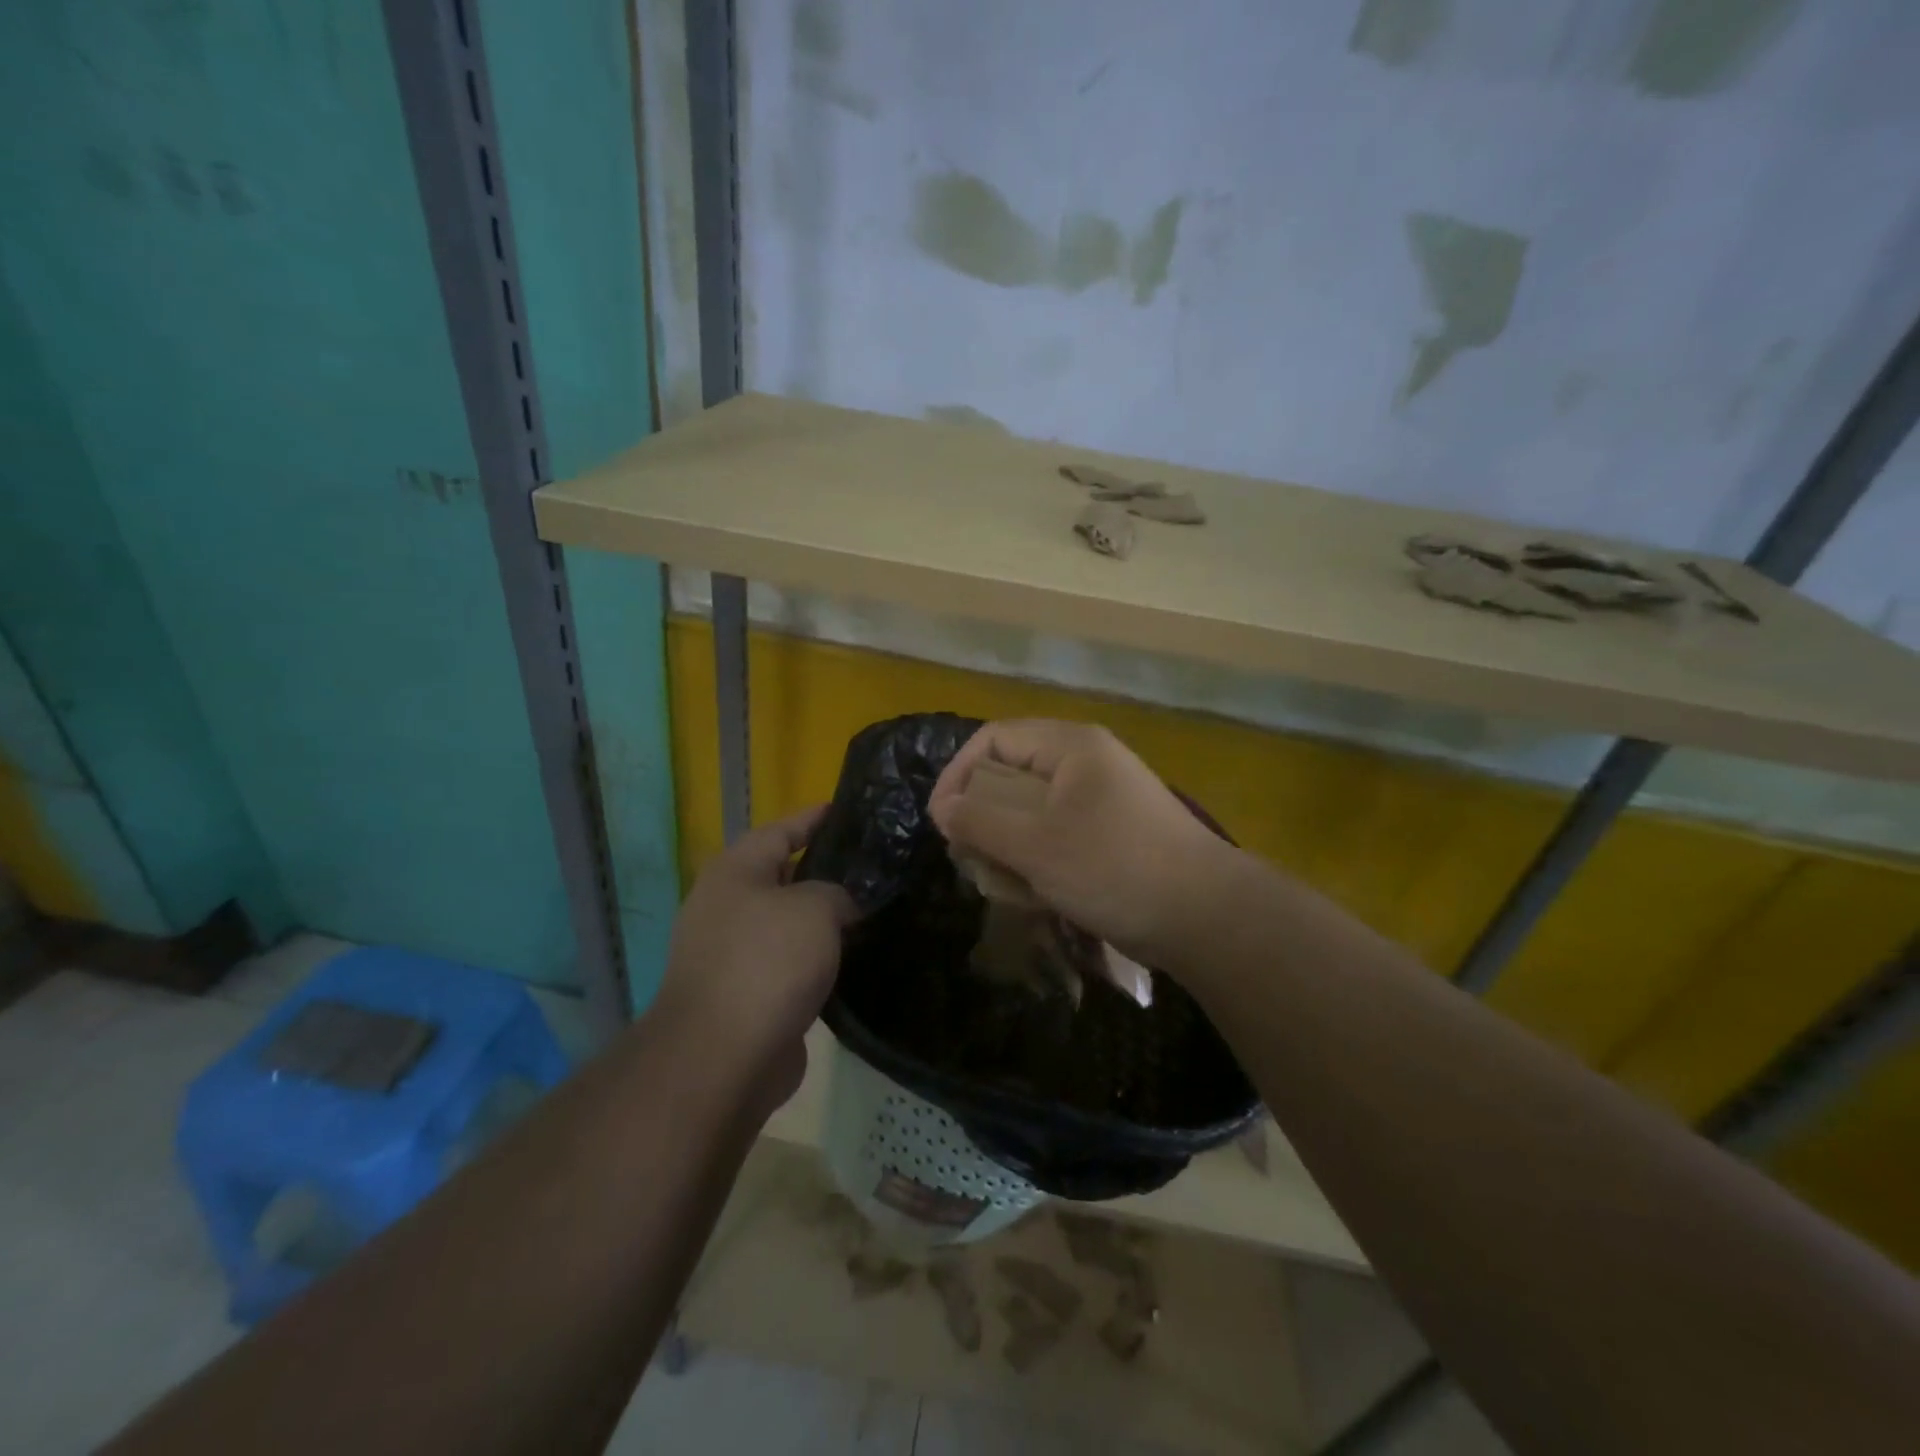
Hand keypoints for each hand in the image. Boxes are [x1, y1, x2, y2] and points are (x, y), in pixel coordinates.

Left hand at [657, 807, 856, 1100]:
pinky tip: (852, 961)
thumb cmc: (767, 963)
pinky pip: (789, 964)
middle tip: (873, 866)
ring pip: (788, 924)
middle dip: (824, 871)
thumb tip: (840, 908)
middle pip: (782, 876)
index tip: (849, 810)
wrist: (722, 1057)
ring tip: (871, 911)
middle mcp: (727, 907)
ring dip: (822, 921)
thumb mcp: (815, 908)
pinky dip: (816, 960)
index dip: (814, 818)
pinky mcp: (745, 995)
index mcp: (735, 872)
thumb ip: (836, 894)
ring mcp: (731, 954)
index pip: (781, 830)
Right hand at [927, 720, 1232, 962]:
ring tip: (1003, 883)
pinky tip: (1037, 895)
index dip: (958, 775)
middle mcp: (1086, 763)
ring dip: (1010, 845)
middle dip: (984, 818)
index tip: (942, 823)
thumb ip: (981, 823)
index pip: (994, 740)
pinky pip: (1058, 835)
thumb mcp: (1036, 846)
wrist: (1207, 917)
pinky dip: (1039, 859)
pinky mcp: (1113, 834)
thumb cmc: (1115, 869)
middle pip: (1012, 775)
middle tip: (971, 858)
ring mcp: (1103, 799)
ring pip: (1033, 811)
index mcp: (1070, 747)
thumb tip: (944, 809)